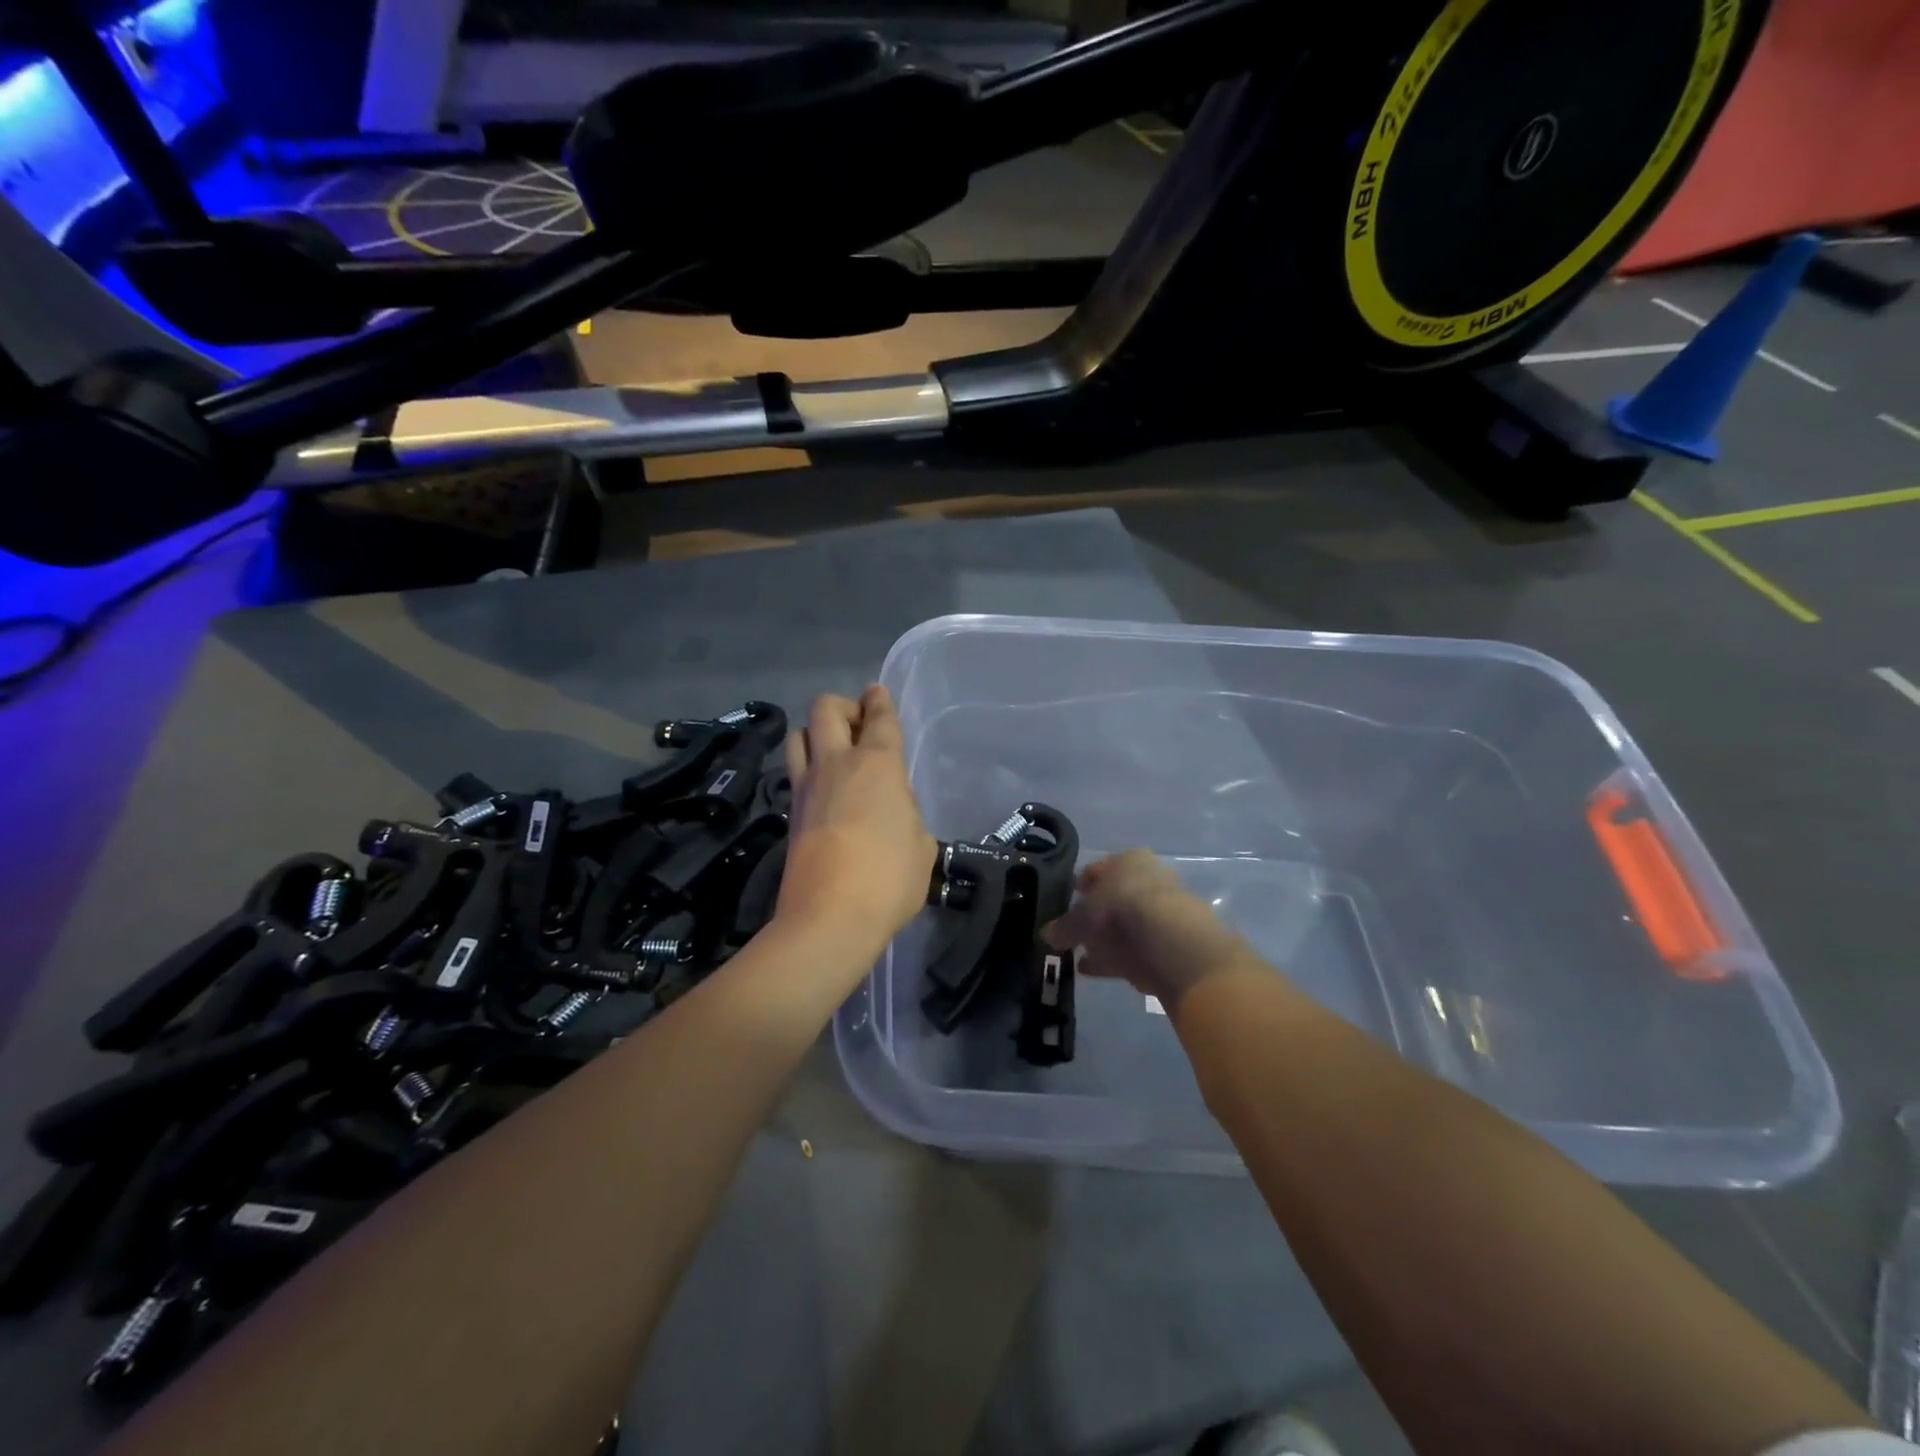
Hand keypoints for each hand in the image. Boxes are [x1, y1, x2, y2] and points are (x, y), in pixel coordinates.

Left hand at [776, 687, 936, 956]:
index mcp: (878, 764)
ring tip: (835, 752)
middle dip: (843, 706)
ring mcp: (806, 787)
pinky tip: (824, 788)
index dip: (880, 700)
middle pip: (825, 709)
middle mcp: (837, 764)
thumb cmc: (889, 879)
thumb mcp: (922, 845)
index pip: (879, 718)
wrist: (829, 918)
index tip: (878, 692)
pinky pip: (795, 772)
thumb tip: (893, 812)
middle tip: (859, 725)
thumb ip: (908, 815)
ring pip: (798, 735)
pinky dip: (808, 767)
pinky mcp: (789, 813)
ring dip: (816, 732)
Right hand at [1042, 850, 1265, 1009]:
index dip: (1082, 884)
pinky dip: (1115, 959)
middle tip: (1076, 931)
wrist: (1172, 939)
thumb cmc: (1120, 908)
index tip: (1069, 899)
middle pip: (1116, 897)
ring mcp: (1165, 911)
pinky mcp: (1172, 943)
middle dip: (1096, 915)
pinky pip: (1136, 950)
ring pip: (1127, 926)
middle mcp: (1149, 879)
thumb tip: (1046, 934)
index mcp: (1128, 860)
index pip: (1099, 868)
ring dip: (1105, 941)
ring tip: (1080, 957)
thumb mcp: (1082, 917)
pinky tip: (1095, 970)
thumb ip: (1064, 926)